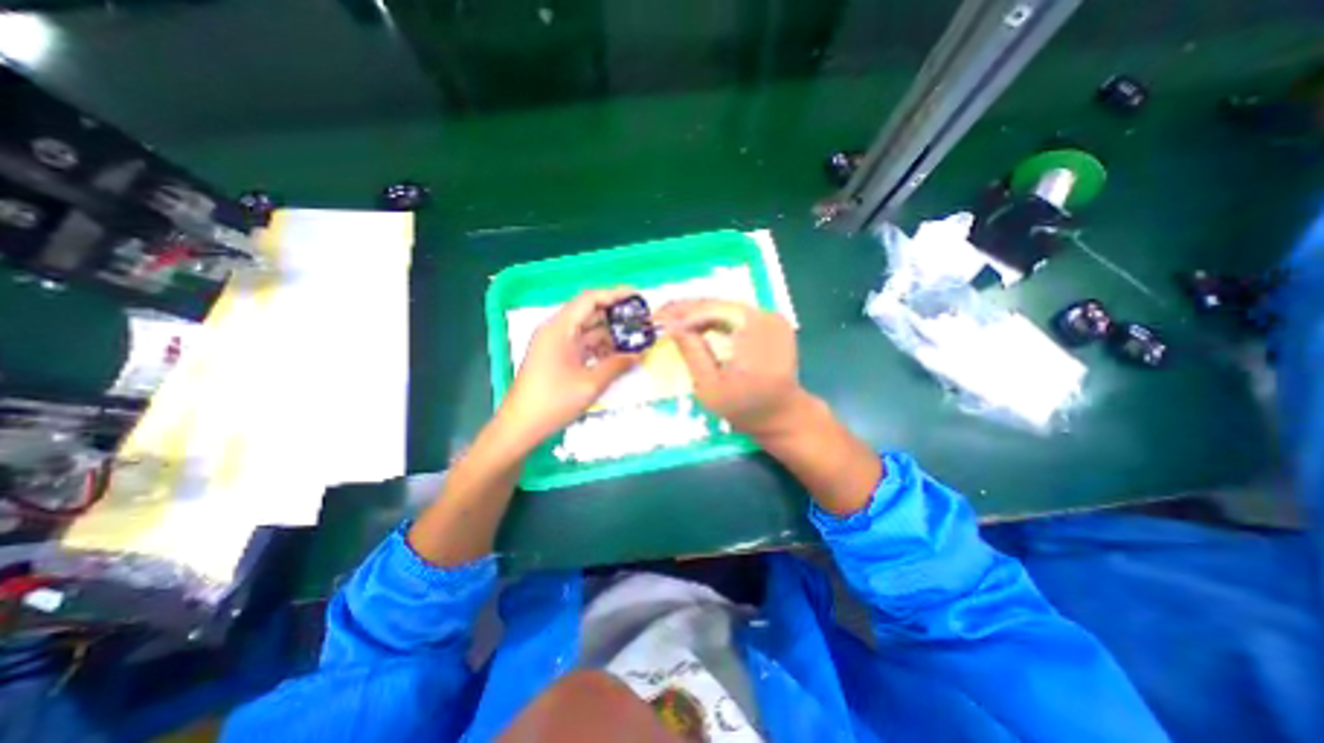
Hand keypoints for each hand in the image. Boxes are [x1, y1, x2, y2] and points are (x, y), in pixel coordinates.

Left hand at [498, 288, 641, 452]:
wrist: (520, 427)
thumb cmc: (552, 402)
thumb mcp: (590, 384)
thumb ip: (617, 365)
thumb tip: (640, 353)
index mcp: (559, 329)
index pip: (589, 299)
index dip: (614, 295)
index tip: (637, 297)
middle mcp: (556, 331)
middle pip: (589, 313)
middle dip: (616, 316)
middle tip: (642, 321)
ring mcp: (555, 345)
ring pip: (587, 331)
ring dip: (609, 334)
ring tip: (635, 339)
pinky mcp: (556, 358)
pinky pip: (582, 345)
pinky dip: (599, 348)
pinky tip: (617, 356)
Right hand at [650, 298, 805, 437]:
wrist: (784, 415)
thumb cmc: (745, 408)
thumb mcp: (710, 387)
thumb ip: (692, 352)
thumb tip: (671, 326)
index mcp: (753, 331)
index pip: (710, 310)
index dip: (681, 313)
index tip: (656, 319)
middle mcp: (766, 316)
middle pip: (718, 304)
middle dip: (686, 310)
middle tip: (659, 316)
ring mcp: (772, 317)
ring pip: (726, 307)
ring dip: (698, 313)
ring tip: (673, 320)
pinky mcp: (772, 322)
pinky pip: (737, 314)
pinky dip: (715, 318)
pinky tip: (697, 325)